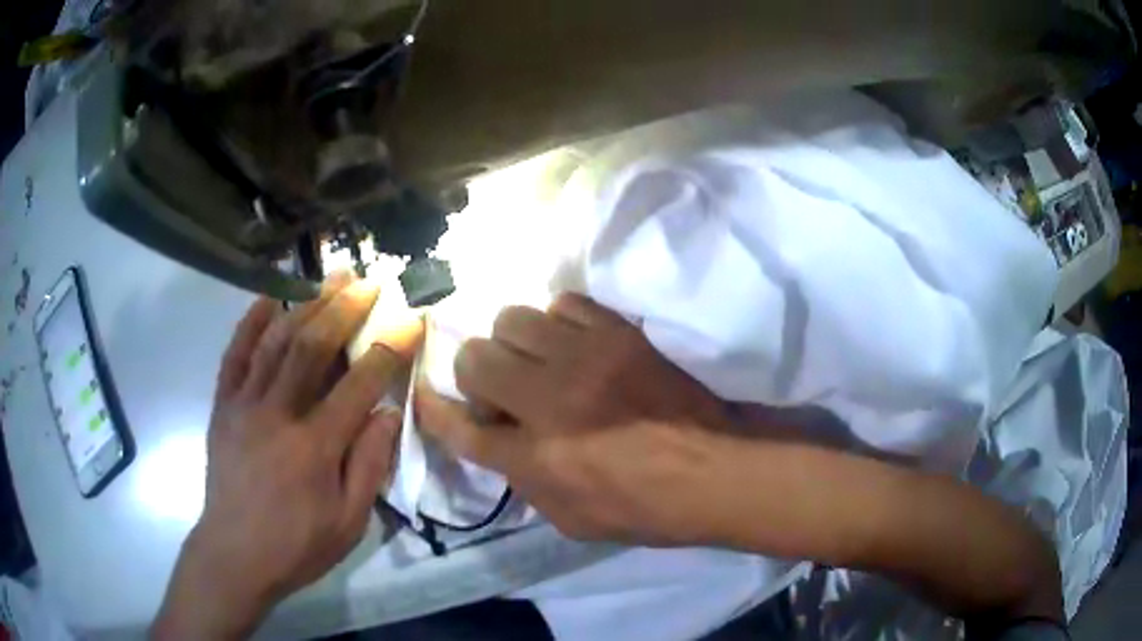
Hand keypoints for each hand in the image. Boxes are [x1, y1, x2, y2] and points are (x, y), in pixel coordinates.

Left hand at [153, 273, 423, 639]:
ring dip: (304, 305)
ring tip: (328, 279)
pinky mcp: (223, 406)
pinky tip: (268, 298)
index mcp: (315, 447)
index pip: (358, 385)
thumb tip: (387, 413)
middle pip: (311, 348)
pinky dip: (250, 323)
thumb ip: (369, 466)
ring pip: (274, 342)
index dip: (388, 349)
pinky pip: (235, 356)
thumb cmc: (297, 545)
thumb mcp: (348, 521)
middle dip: (343, 309)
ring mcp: (244, 406)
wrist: (235, 554)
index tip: (410, 320)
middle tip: (367, 281)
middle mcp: (277, 415)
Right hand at [416, 293, 731, 545]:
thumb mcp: (569, 519)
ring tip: (540, 361)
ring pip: (513, 318)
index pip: (459, 426)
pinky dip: (558, 322)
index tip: (427, 396)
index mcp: (533, 458)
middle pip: (474, 357)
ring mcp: (584, 359)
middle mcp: (547, 401)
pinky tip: (574, 344)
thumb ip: (523, 478)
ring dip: (515, 344)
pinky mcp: (618, 334)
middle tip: (503, 389)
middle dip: (476, 374)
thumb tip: (499, 440)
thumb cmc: (644, 508)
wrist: (714, 470)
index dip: (435, 410)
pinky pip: (565, 303)